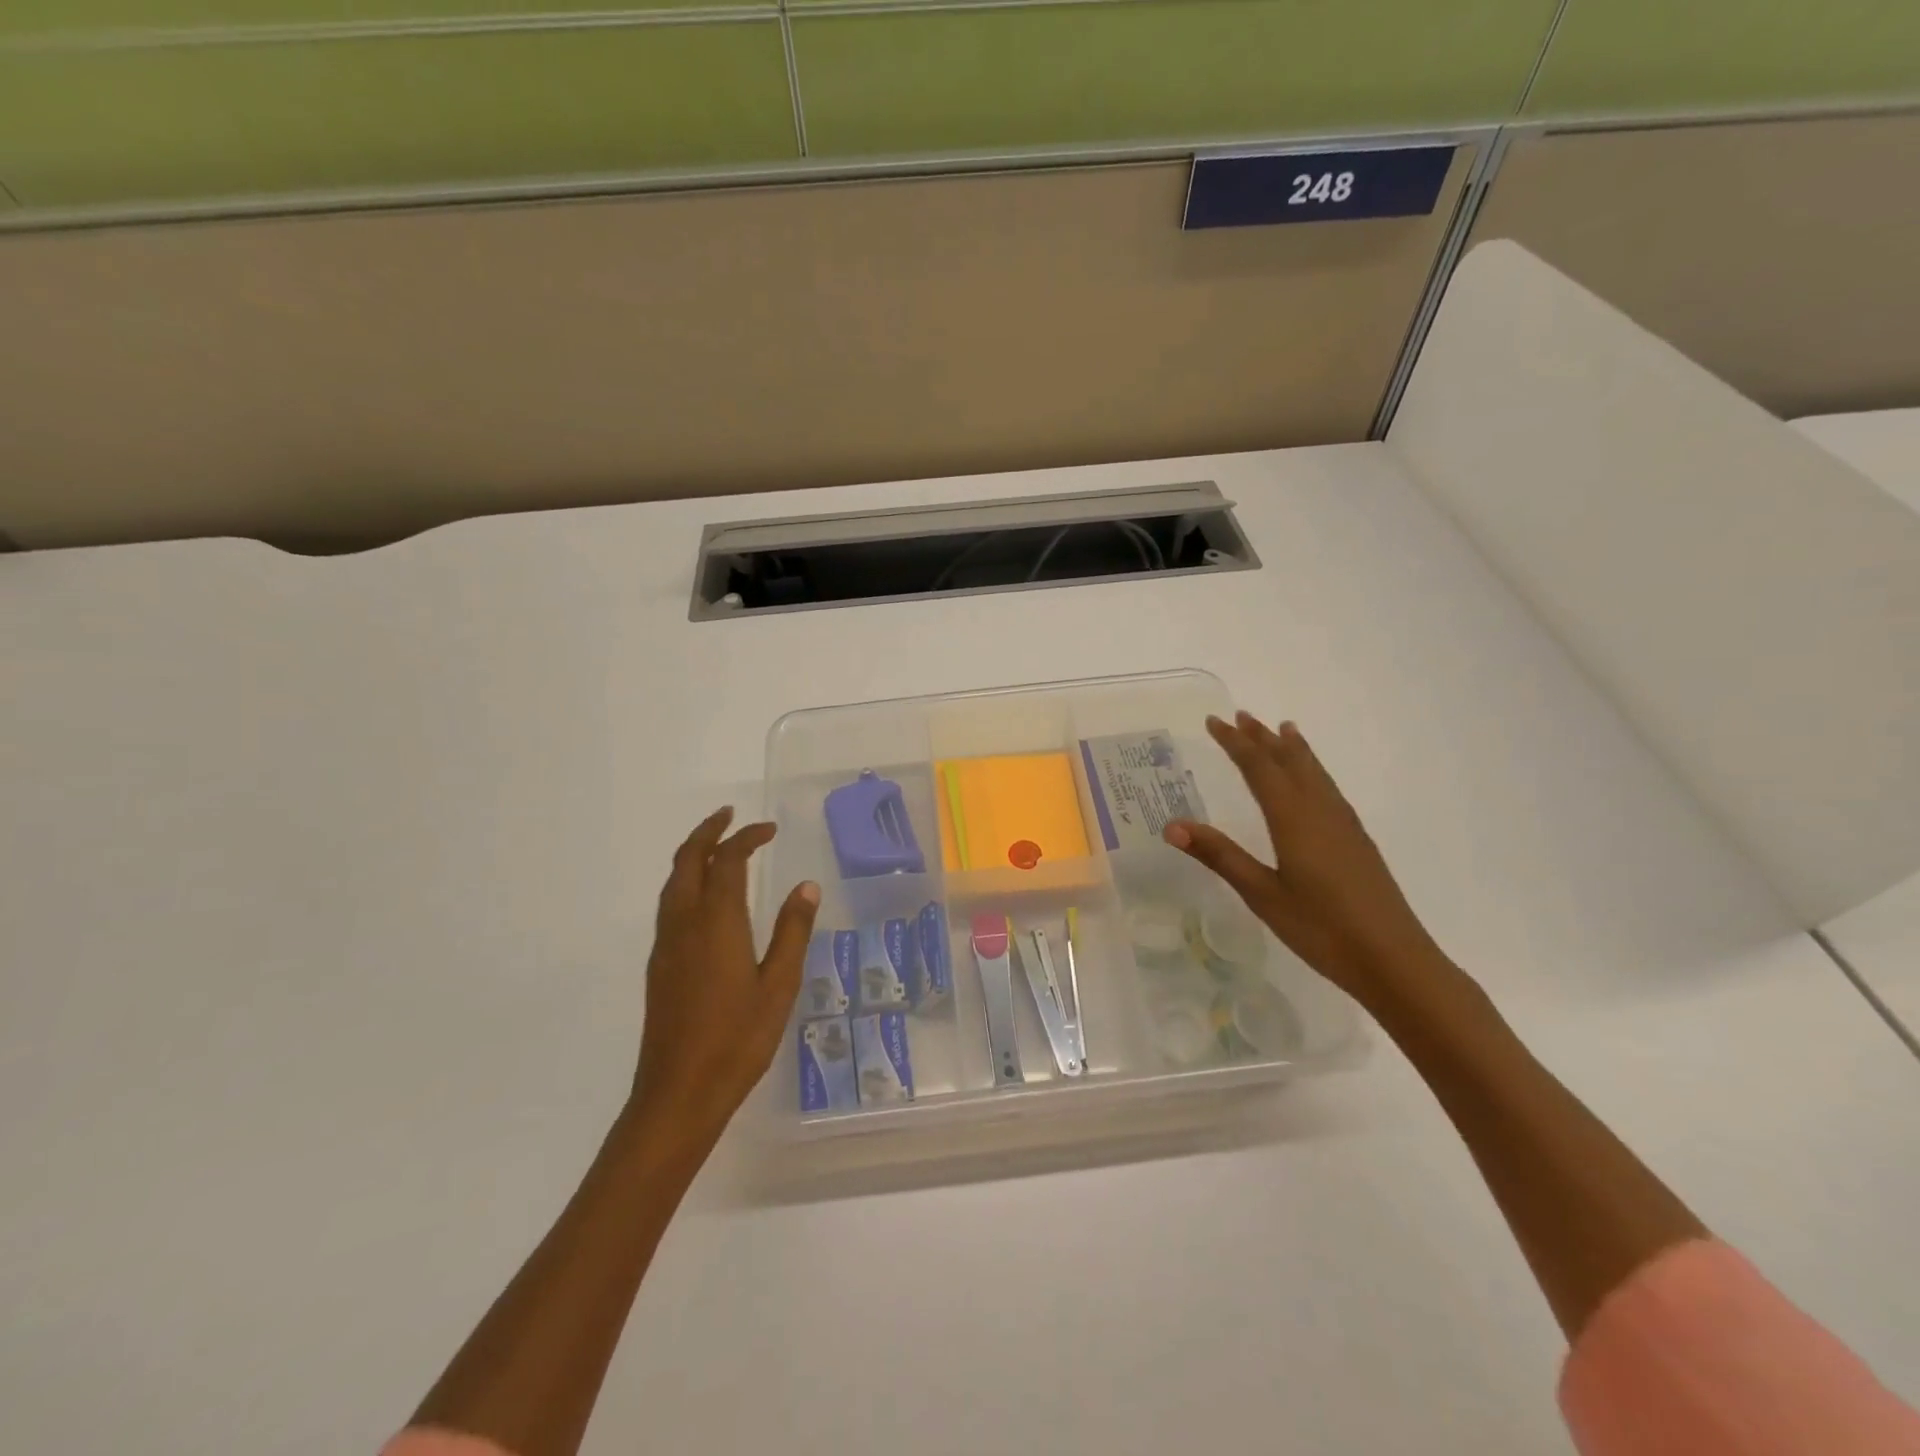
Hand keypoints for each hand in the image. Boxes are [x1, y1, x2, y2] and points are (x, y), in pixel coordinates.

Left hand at [631, 807, 819, 1144]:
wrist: (678, 1093)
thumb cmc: (738, 1039)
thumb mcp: (779, 985)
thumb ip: (792, 932)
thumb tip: (807, 887)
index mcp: (716, 922)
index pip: (727, 861)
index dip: (746, 838)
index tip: (769, 829)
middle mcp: (684, 924)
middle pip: (687, 860)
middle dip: (707, 832)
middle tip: (730, 816)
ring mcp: (666, 945)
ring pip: (672, 882)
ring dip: (692, 855)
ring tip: (716, 847)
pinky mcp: (659, 966)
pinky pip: (669, 905)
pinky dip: (686, 882)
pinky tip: (704, 898)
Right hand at [1164, 713, 1447, 1005]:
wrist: (1394, 960)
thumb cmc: (1321, 929)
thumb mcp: (1262, 893)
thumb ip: (1219, 856)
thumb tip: (1172, 825)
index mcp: (1293, 818)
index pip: (1258, 768)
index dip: (1234, 743)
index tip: (1213, 722)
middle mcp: (1320, 811)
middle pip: (1289, 762)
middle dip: (1262, 738)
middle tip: (1240, 716)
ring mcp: (1343, 825)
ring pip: (1314, 773)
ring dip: (1293, 749)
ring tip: (1284, 729)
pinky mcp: (1357, 841)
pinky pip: (1328, 788)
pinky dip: (1313, 770)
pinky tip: (1314, 782)